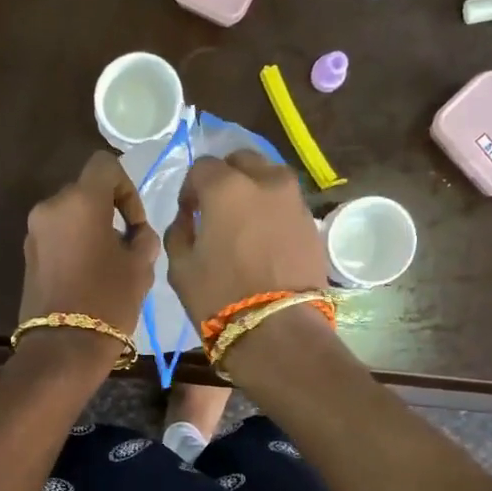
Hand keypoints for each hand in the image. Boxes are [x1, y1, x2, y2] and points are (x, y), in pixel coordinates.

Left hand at [17, 152, 160, 349]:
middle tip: (126, 245)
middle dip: (108, 211)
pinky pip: (57, 236)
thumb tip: (135, 232)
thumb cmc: (109, 301)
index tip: (134, 223)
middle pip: (86, 191)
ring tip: (108, 263)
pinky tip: (87, 275)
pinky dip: (74, 244)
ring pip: (70, 215)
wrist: (63, 347)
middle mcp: (51, 207)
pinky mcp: (28, 254)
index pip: (105, 165)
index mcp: (80, 201)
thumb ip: (142, 237)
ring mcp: (34, 231)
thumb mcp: (141, 266)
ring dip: (90, 228)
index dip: (126, 187)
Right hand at [164, 151, 327, 325]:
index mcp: (226, 187)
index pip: (202, 167)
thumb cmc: (219, 298)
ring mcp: (294, 200)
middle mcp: (264, 181)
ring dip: (253, 189)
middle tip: (217, 209)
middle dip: (226, 177)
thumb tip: (190, 217)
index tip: (189, 213)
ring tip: (244, 222)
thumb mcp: (180, 267)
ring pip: (269, 177)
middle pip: (242, 160)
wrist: (279, 330)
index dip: (191, 188)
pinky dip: (273, 211)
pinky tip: (264, 238)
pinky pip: (286, 203)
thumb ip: (180, 231)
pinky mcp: (312, 223)